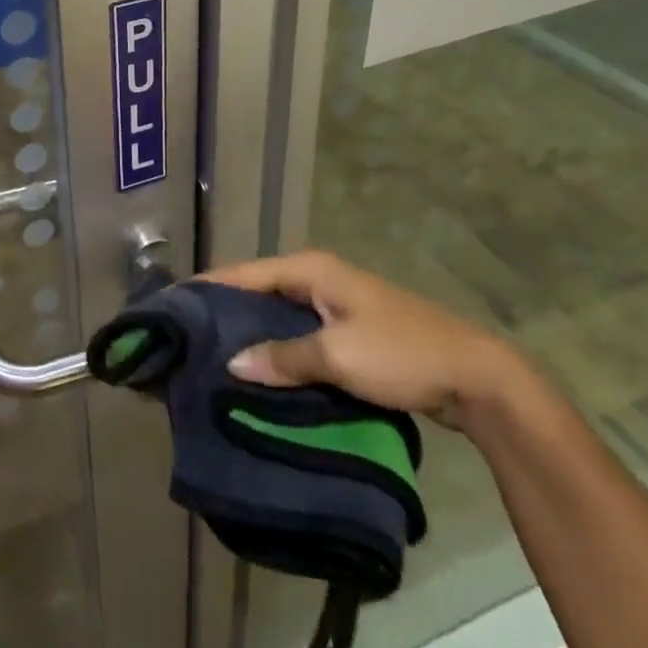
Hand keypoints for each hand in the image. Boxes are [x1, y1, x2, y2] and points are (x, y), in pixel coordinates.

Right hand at [206, 250, 523, 430]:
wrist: (475, 377)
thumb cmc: (400, 353)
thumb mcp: (337, 355)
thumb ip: (283, 358)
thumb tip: (231, 363)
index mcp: (311, 269)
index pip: (245, 272)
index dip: (209, 287)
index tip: (172, 305)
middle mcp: (318, 278)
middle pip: (259, 291)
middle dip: (226, 312)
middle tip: (187, 339)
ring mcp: (334, 304)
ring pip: (278, 315)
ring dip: (252, 334)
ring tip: (213, 358)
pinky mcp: (347, 331)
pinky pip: (299, 334)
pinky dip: (278, 349)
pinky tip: (260, 373)